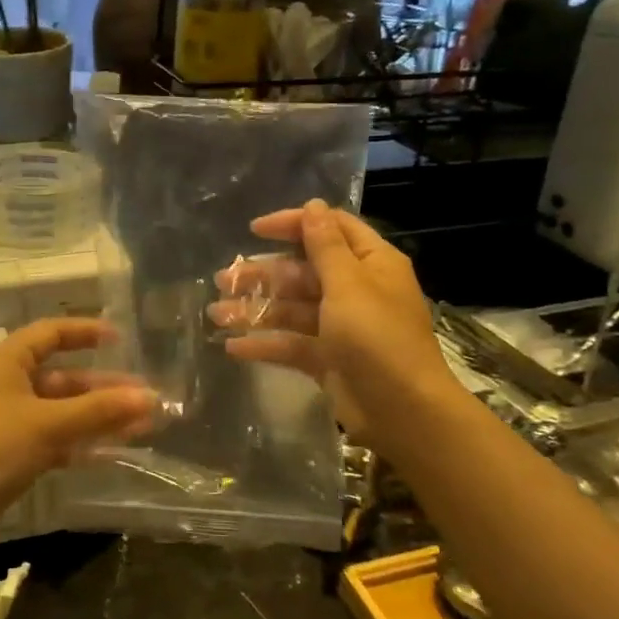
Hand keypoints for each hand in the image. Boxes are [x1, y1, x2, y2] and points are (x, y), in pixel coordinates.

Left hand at [0, 318, 154, 549]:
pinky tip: (112, 453)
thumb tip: (151, 397)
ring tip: (143, 426)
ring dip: (97, 418)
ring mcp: (4, 421)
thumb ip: (99, 410)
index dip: (85, 332)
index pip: (50, 333)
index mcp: (5, 361)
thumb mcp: (48, 424)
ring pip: (60, 411)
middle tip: (146, 398)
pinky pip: (51, 439)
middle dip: (103, 388)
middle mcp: (4, 384)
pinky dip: (79, 443)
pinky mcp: (7, 454)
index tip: (122, 339)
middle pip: (62, 377)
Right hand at [209, 200, 451, 456]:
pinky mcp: (328, 359)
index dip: (293, 224)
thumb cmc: (377, 338)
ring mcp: (341, 327)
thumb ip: (325, 246)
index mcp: (370, 264)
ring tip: (216, 314)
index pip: (329, 230)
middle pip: (303, 271)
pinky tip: (233, 347)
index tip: (254, 230)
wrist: (402, 411)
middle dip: (263, 274)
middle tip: (223, 279)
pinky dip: (265, 345)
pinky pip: (291, 344)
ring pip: (292, 309)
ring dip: (256, 309)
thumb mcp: (348, 285)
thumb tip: (313, 206)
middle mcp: (356, 290)